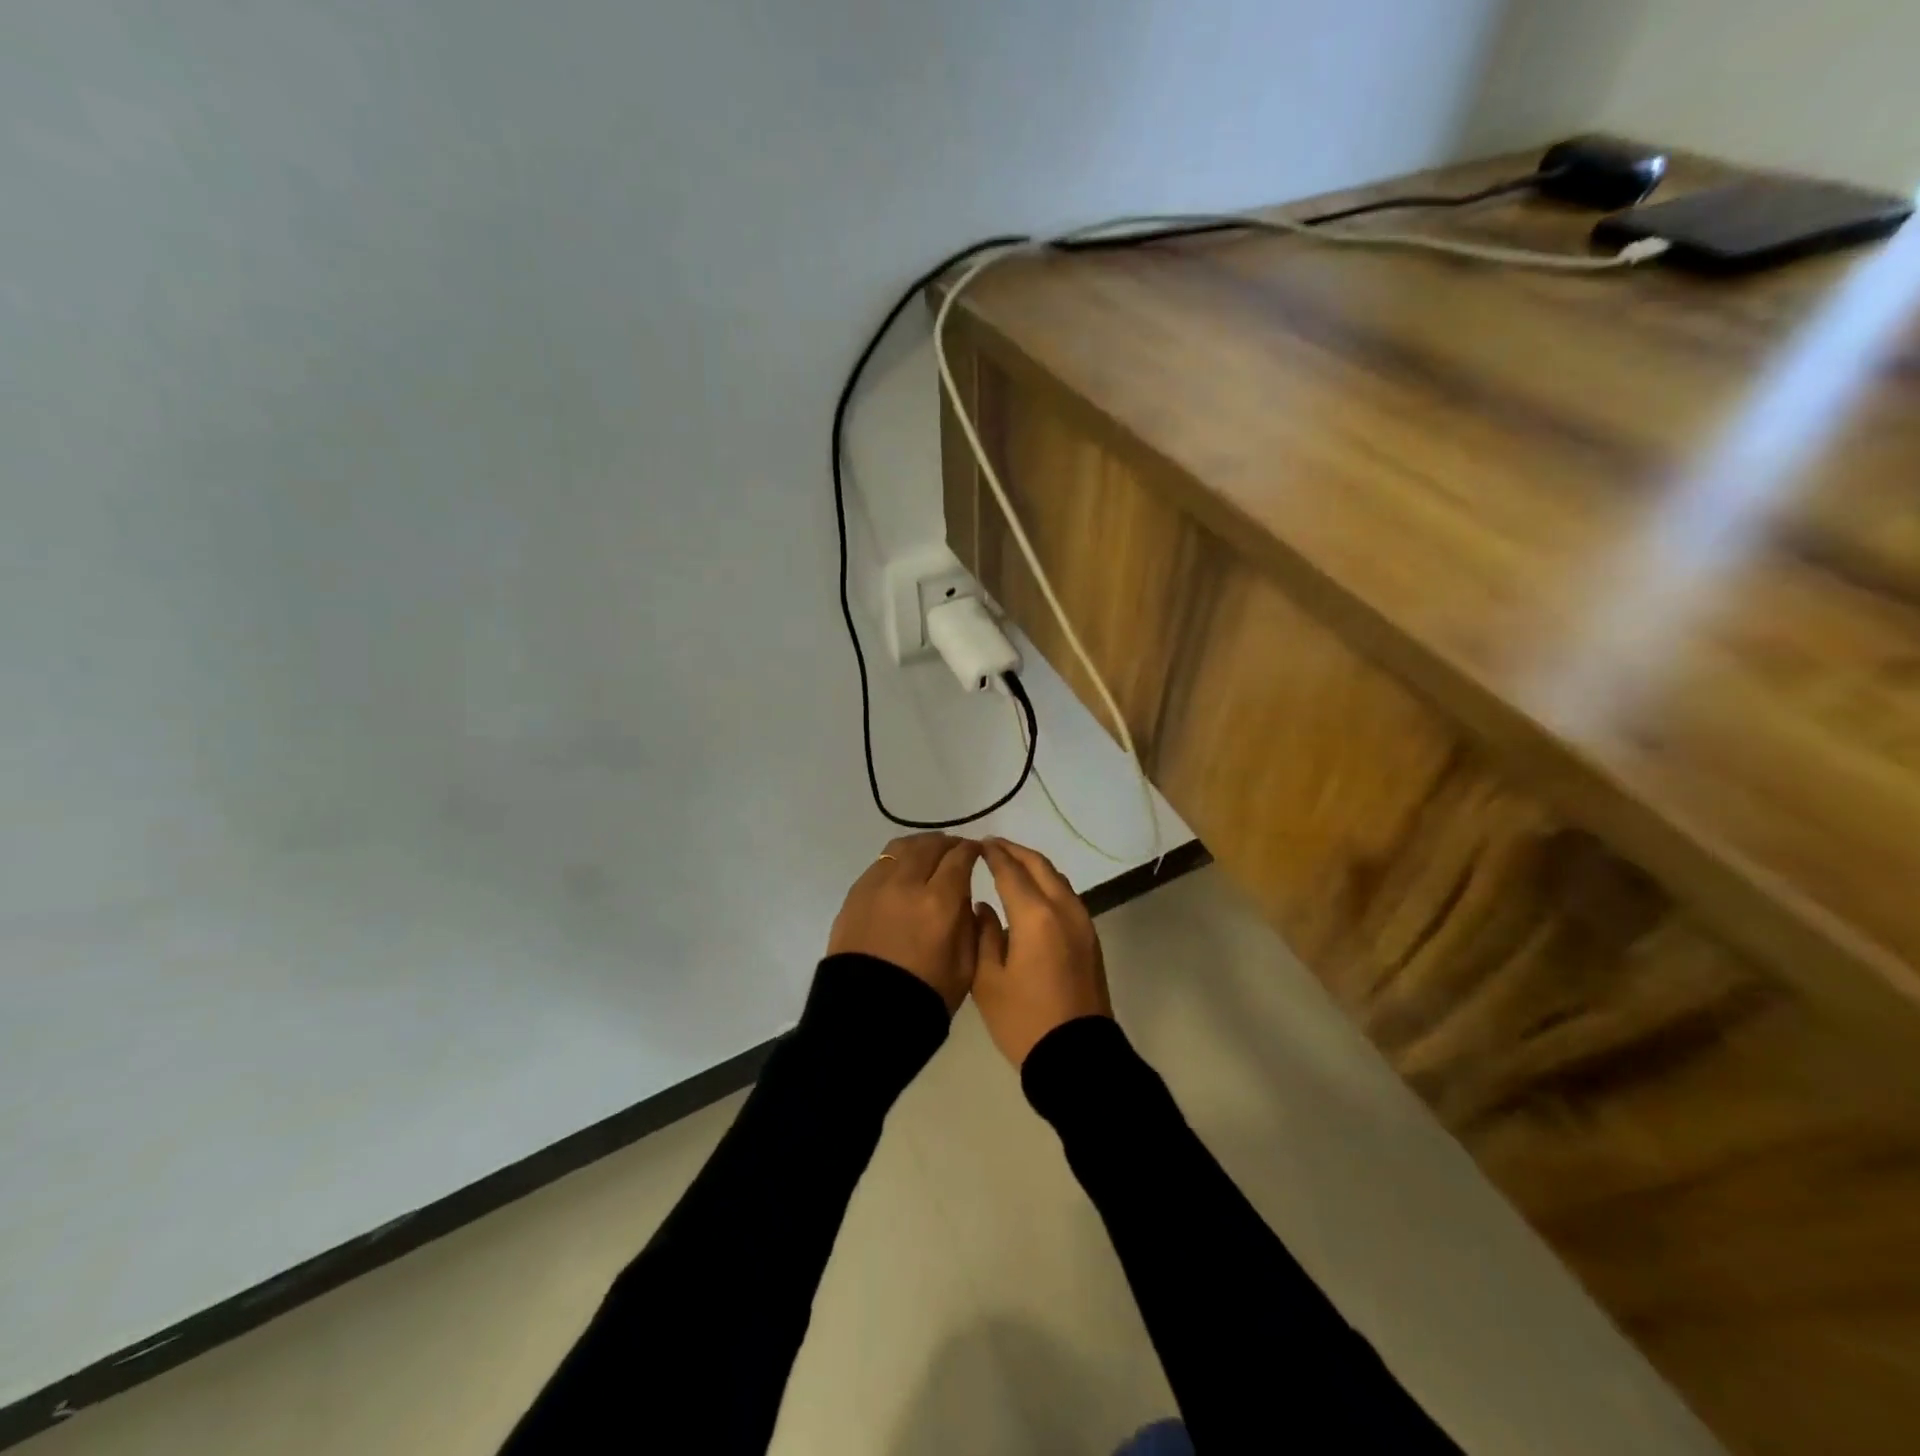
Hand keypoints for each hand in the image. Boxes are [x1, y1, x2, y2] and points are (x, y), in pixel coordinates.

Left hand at [827, 834, 983, 1012]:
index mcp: (939, 903)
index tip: (977, 852)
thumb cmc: (926, 995)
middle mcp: (907, 884)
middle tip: (956, 850)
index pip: (959, 858)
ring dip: (921, 845)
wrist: (867, 1015)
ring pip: (902, 847)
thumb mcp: (966, 965)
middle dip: (948, 843)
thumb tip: (964, 894)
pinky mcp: (855, 894)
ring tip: (929, 854)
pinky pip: (881, 863)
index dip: (972, 850)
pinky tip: (903, 872)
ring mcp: (876, 885)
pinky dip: (897, 860)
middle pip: (930, 844)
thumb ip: (970, 922)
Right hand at [971, 839, 1111, 1065]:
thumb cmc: (1025, 1021)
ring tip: (1011, 863)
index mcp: (1035, 916)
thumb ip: (983, 934)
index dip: (993, 855)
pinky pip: (1067, 896)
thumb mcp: (988, 980)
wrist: (1077, 1057)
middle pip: (1039, 866)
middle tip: (993, 845)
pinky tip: (1032, 892)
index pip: (1011, 871)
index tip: (978, 844)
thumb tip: (983, 907)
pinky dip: (1048, 883)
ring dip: (1034, 865)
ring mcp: (1082, 922)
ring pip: (1057, 878)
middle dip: (1015, 851)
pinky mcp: (1090, 938)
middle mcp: (1063, 909)